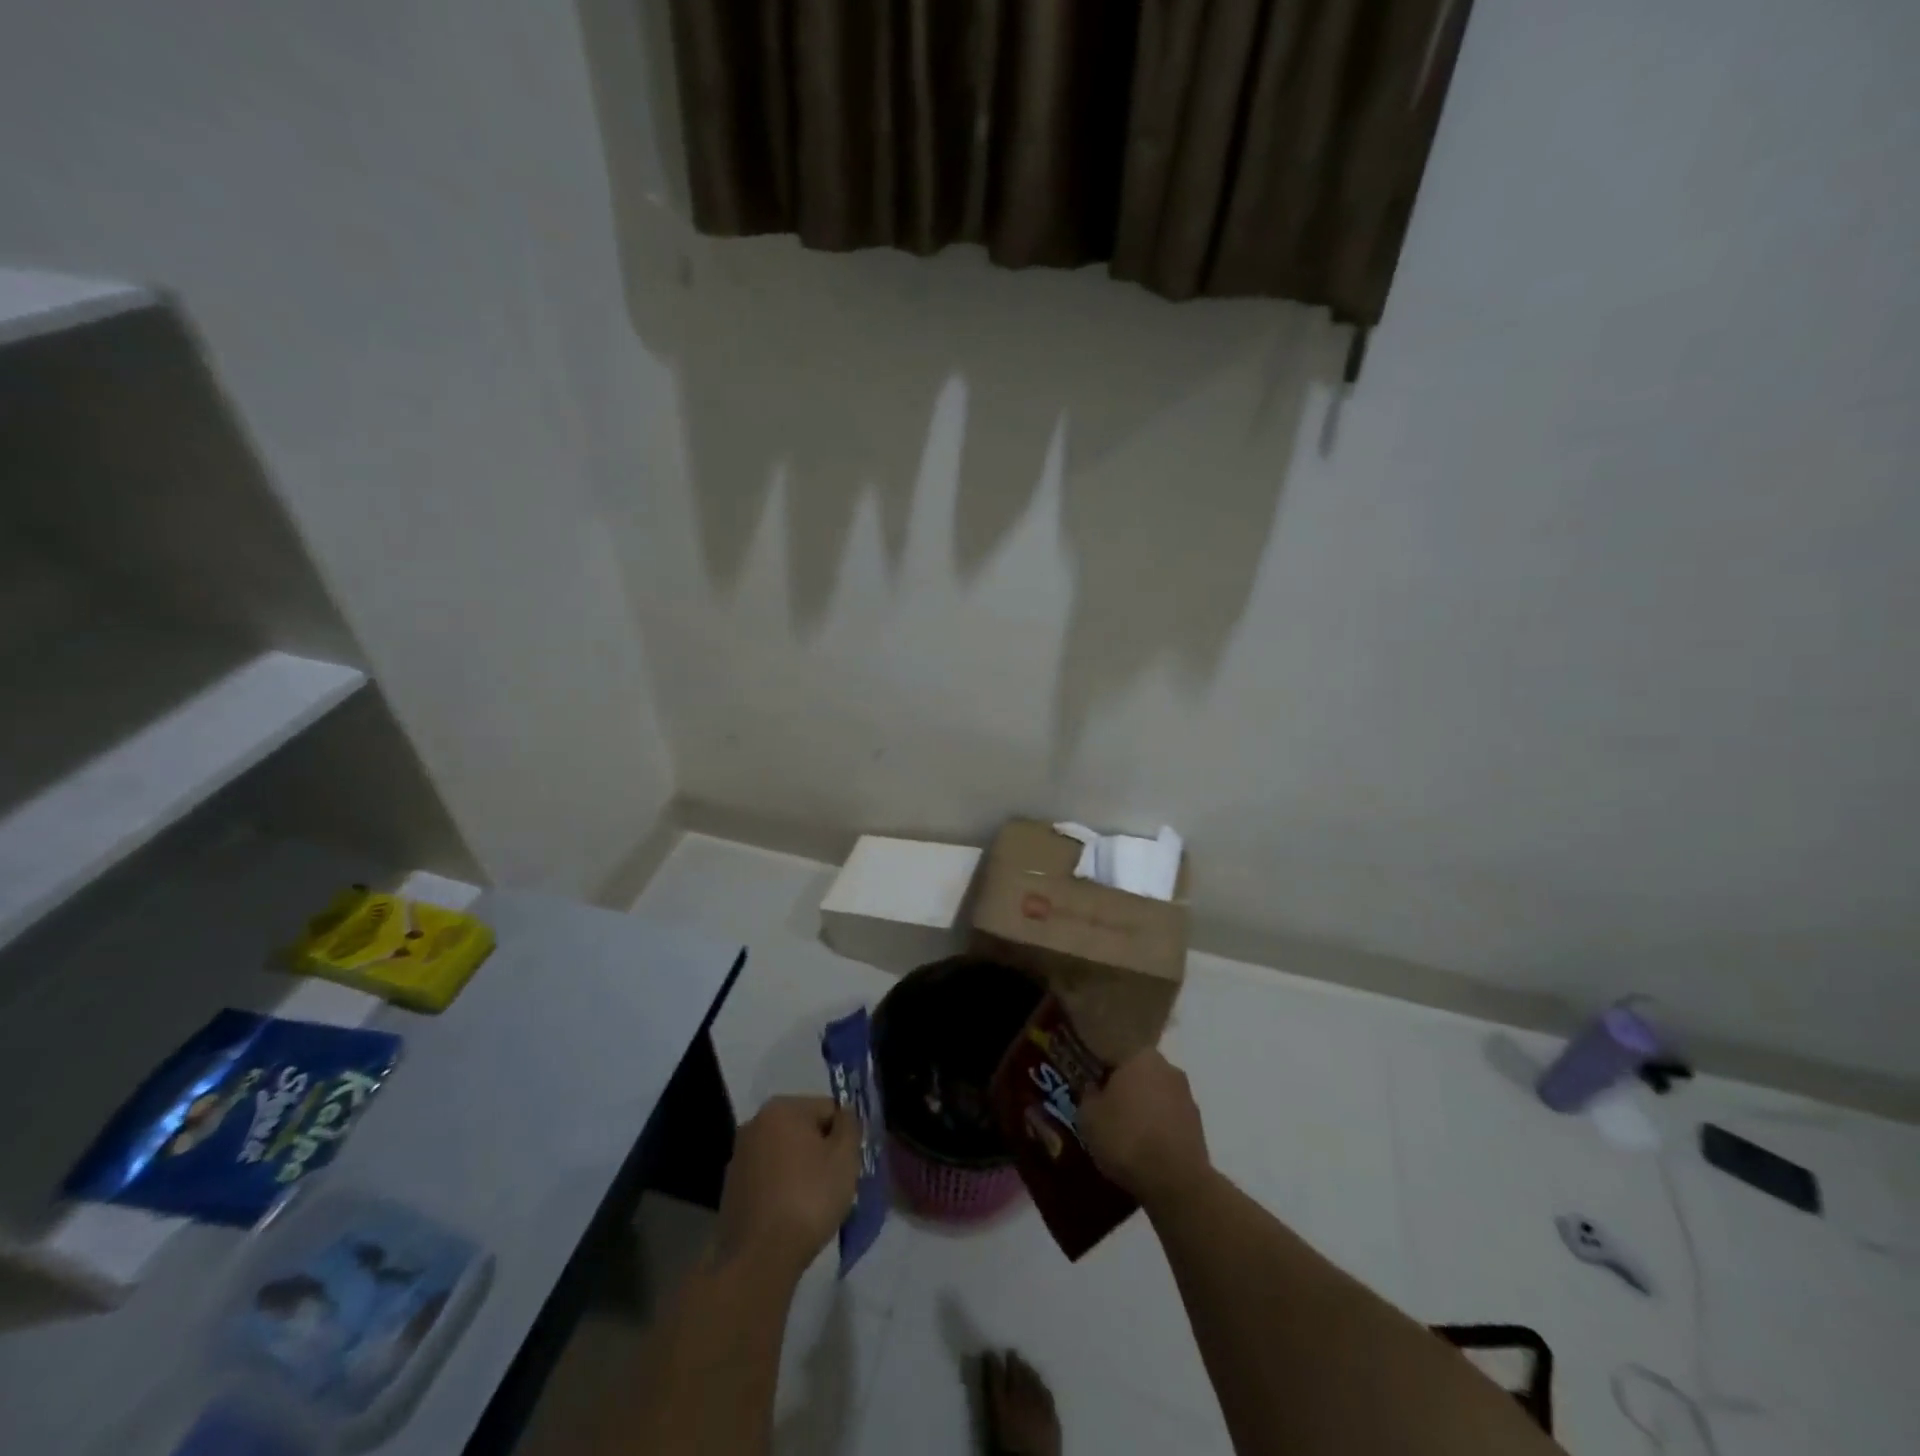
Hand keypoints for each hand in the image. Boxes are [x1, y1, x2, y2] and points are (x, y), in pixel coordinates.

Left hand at [716, 1095, 860, 1279]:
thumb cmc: (808, 1199)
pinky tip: (790, 1214)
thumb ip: (850, 1125)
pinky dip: (782, 1188)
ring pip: (785, 1154)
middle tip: (834, 1184)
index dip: (844, 1136)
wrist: (759, 1259)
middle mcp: (755, 1123)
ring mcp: (739, 1156)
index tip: (848, 1165)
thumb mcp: (845, 1157)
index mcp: (781, 1108)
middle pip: (804, 1129)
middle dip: (821, 1151)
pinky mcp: (730, 1187)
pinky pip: (768, 1177)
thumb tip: (845, 1113)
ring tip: (812, 1204)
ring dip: (801, 1169)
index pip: (828, 1109)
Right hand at [982, 1350, 1061, 1455]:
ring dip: (1027, 1370)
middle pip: (1015, 1372)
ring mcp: (1038, 1404)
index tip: (989, 1353)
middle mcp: (1020, 1397)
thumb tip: (993, 1391)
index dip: (991, 1362)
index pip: (994, 1374)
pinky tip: (1040, 1383)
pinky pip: (1046, 1393)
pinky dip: (1041, 1385)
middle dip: (1013, 1360)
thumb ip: (994, 1407)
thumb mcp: (994, 1431)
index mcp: (1002, 1403)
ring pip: (1032, 1378)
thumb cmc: (1008, 1454)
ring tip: (1025, 1365)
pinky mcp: (1051, 1414)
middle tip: (1011, 1352)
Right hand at [1078, 1049, 1209, 1210]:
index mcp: (1140, 1055)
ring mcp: (1186, 1095)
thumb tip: (1093, 1088)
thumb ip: (1087, 1095)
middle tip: (1106, 1108)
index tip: (1090, 1085)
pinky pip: (1169, 1118)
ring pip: (1156, 1095)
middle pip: (1138, 1072)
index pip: (1115, 1052)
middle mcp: (1167, 1067)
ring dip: (1143, 1107)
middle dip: (1124, 1087)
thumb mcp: (1088, 1117)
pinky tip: (1145, 1147)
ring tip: (1125, 1132)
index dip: (1101, 1069)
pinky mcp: (1198, 1124)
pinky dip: (1158, 1127)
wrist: (1176, 1182)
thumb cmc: (1125, 1138)